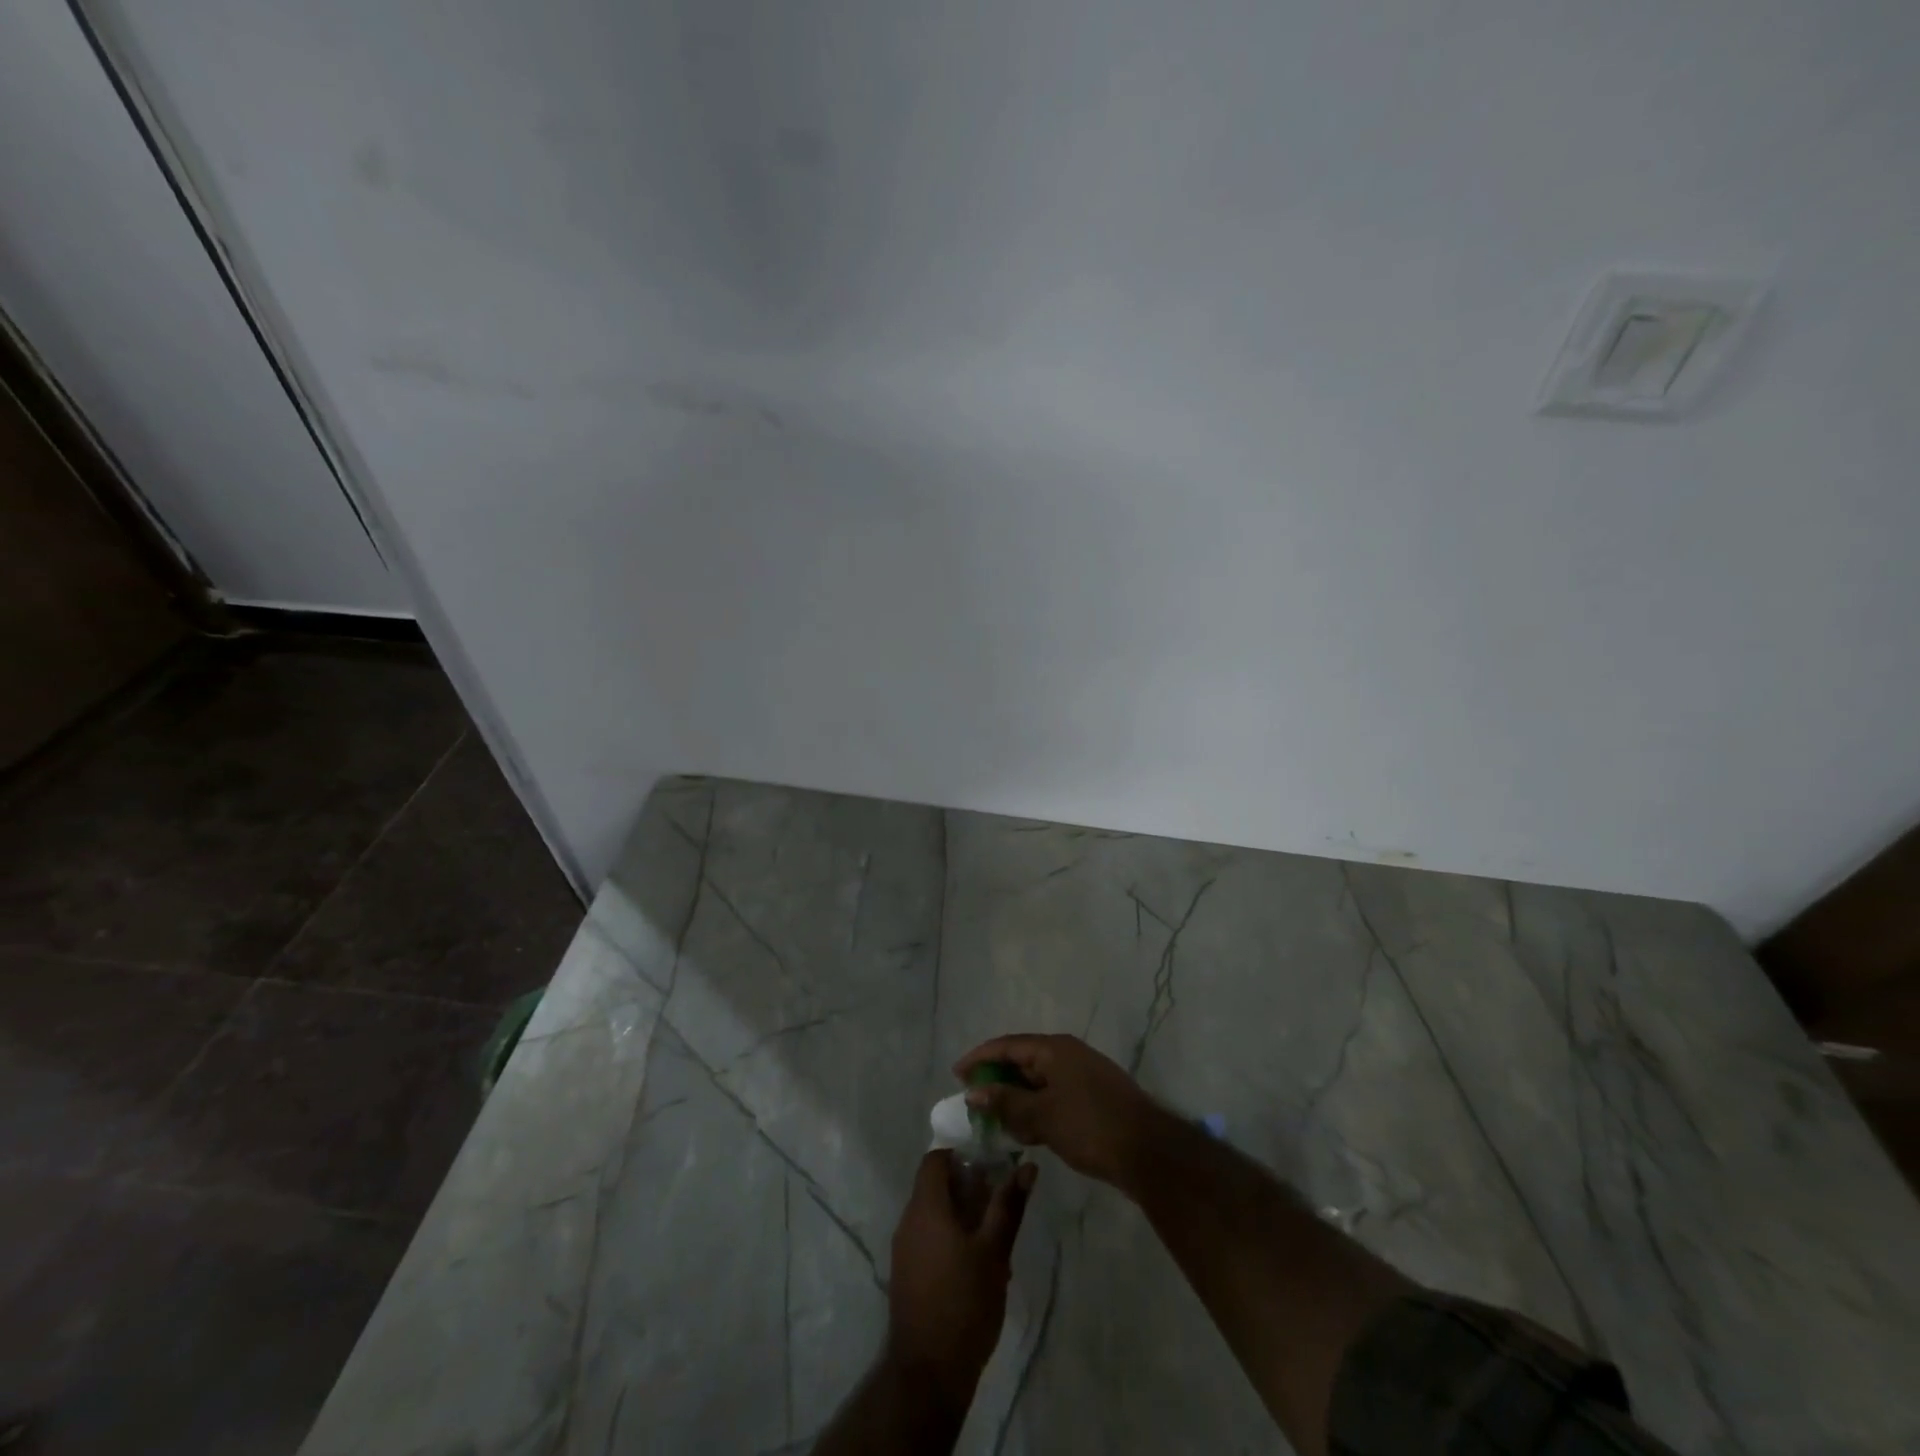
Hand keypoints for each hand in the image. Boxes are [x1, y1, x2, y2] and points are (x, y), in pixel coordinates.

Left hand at [887, 1150, 1036, 1406]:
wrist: (928, 1373)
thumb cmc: (964, 1303)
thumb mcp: (994, 1252)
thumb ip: (1008, 1206)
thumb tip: (1027, 1167)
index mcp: (925, 1207)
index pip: (935, 1159)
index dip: (961, 1155)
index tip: (990, 1165)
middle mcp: (908, 1220)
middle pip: (935, 1186)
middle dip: (967, 1188)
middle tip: (1000, 1201)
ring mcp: (904, 1249)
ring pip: (933, 1214)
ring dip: (961, 1215)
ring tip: (994, 1236)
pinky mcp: (906, 1274)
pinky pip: (928, 1239)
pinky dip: (950, 1237)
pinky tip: (977, 1265)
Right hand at [954, 1033, 1164, 1190]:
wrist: (1149, 1153)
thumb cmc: (1090, 1126)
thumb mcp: (1042, 1116)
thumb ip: (1006, 1102)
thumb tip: (974, 1091)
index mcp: (1055, 1049)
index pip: (1008, 1045)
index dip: (980, 1058)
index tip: (956, 1074)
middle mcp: (1068, 1055)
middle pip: (1023, 1062)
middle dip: (997, 1081)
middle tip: (973, 1101)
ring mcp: (1083, 1077)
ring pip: (1039, 1083)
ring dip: (1016, 1100)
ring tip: (994, 1122)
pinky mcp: (1093, 1100)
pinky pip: (1053, 1098)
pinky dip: (1036, 1111)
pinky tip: (1026, 1135)